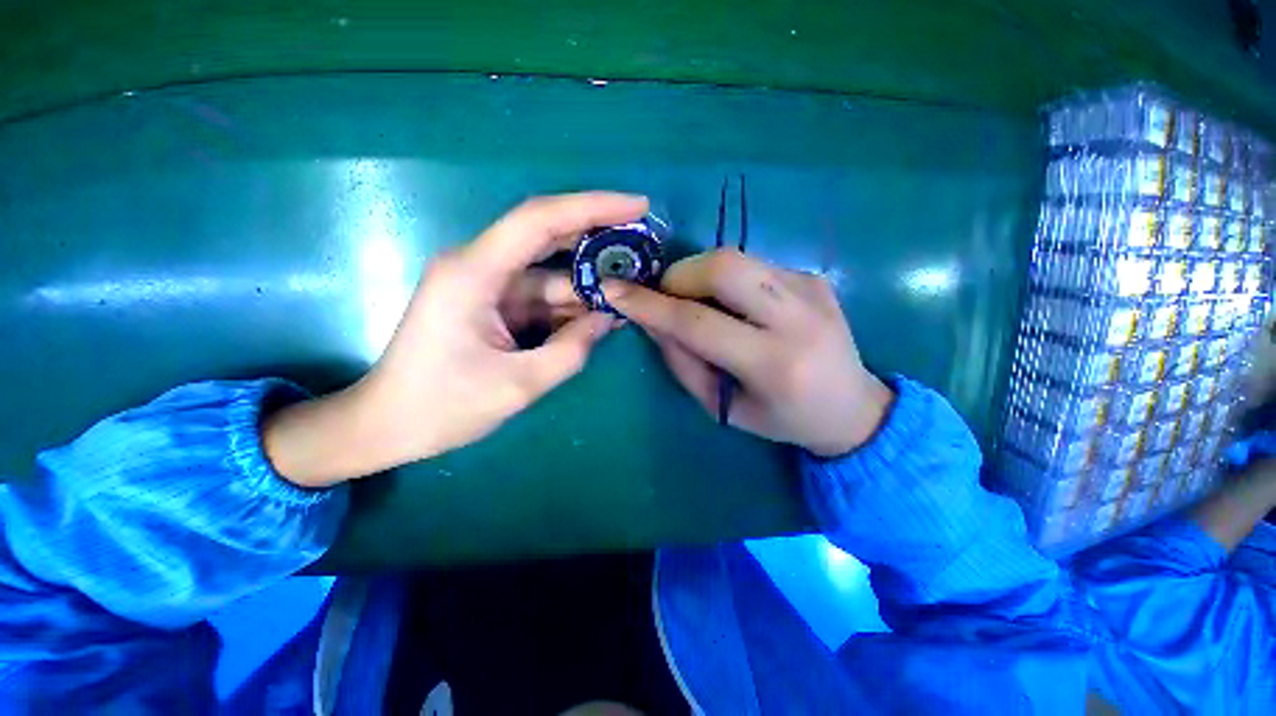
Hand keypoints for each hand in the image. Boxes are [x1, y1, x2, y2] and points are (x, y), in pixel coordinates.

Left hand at [265, 192, 648, 486]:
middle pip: (546, 235)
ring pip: (549, 273)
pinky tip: (600, 316)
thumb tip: (608, 319)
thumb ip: (571, 350)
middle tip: (642, 244)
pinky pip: (540, 297)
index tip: (638, 206)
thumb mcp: (518, 385)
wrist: (387, 425)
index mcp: (474, 273)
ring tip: (631, 290)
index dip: (593, 207)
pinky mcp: (492, 305)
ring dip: (587, 283)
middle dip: (596, 238)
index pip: (540, 219)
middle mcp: (479, 266)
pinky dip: (570, 306)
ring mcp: (486, 285)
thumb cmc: (442, 407)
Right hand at [605, 249, 892, 456]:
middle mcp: (798, 318)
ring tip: (699, 303)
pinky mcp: (815, 276)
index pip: (697, 322)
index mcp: (774, 364)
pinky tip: (737, 306)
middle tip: (667, 298)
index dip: (650, 305)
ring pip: (737, 257)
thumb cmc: (783, 419)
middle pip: (723, 267)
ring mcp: (812, 288)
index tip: (615, 292)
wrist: (853, 407)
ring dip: (700, 274)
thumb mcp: (724, 408)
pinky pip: (754, 264)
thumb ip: (684, 363)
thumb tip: (652, 321)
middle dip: (679, 276)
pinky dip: (728, 280)